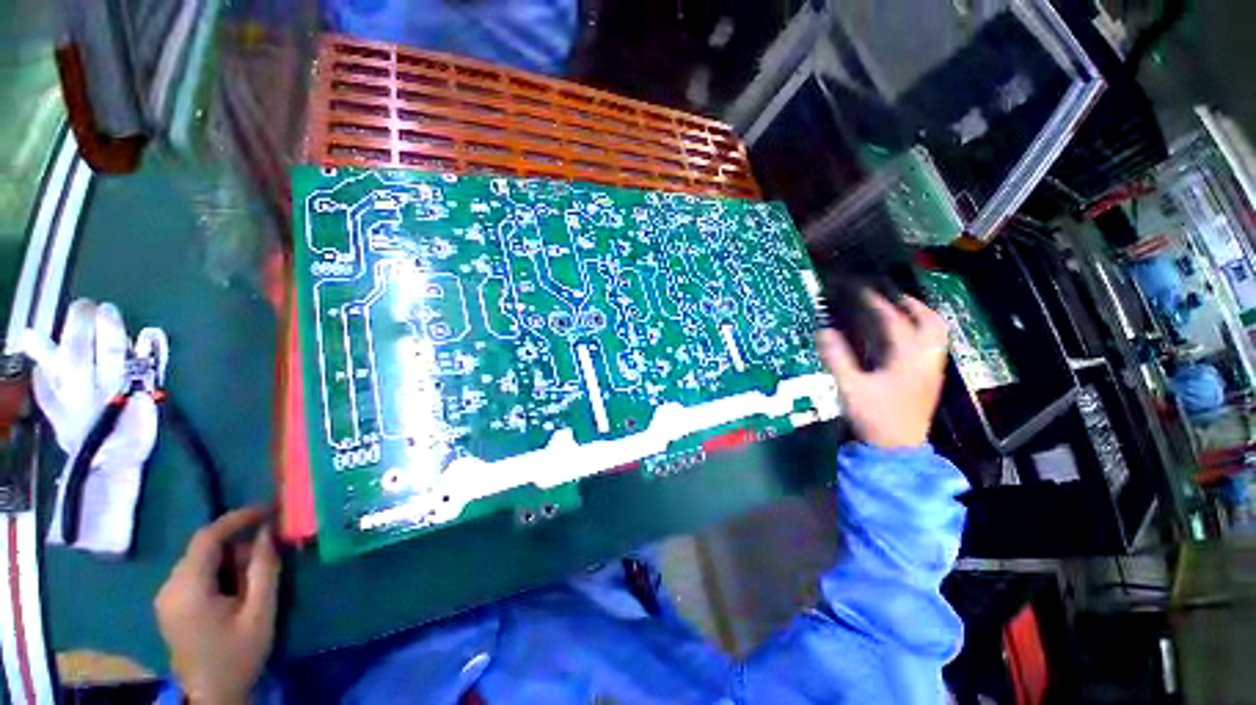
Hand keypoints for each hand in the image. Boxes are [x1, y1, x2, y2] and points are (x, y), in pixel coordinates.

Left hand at [155, 507, 279, 704]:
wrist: (212, 695)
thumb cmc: (238, 654)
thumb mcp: (260, 611)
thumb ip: (264, 568)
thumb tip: (267, 531)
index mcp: (188, 588)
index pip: (207, 537)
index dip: (236, 518)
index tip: (267, 509)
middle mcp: (169, 587)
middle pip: (202, 549)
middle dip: (236, 545)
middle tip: (267, 554)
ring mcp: (165, 598)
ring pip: (199, 562)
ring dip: (228, 560)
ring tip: (253, 578)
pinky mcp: (168, 606)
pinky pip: (193, 575)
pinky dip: (217, 572)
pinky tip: (234, 590)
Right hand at [817, 293, 948, 447]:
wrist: (898, 448)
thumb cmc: (875, 416)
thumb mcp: (850, 386)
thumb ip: (837, 357)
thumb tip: (824, 331)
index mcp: (907, 358)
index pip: (894, 321)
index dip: (877, 303)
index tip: (862, 291)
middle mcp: (925, 359)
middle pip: (932, 323)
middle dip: (913, 305)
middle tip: (892, 297)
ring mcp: (931, 369)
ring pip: (937, 334)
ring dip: (921, 318)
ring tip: (901, 312)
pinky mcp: (929, 379)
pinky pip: (932, 346)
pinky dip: (921, 333)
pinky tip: (902, 338)